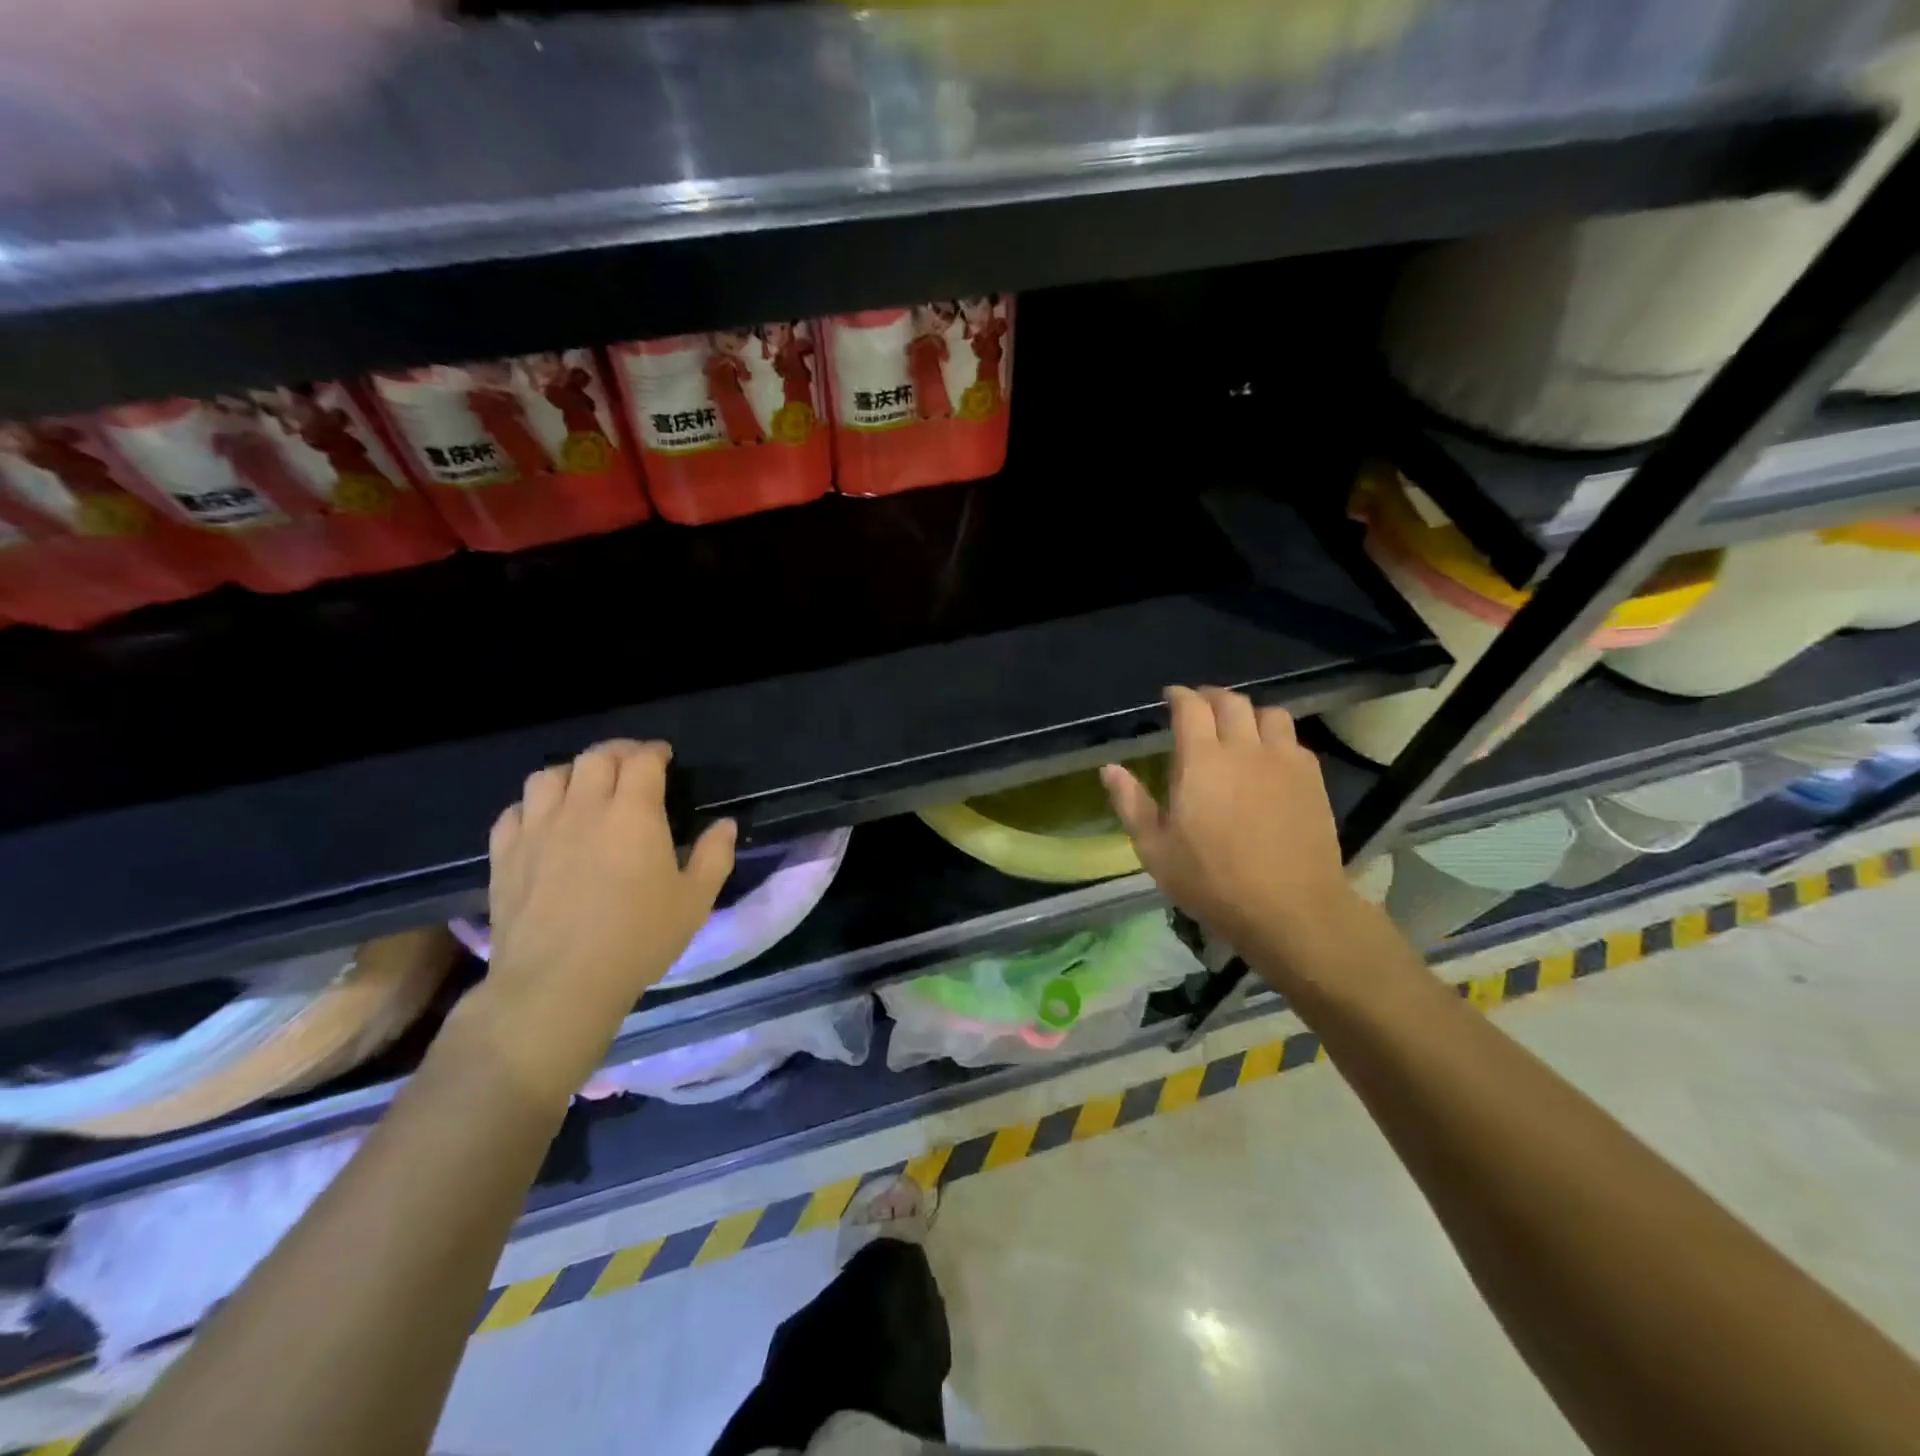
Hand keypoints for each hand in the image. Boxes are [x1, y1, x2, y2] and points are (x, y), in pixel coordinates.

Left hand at [458, 740, 735, 1104]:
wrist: (558, 984)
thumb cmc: (638, 940)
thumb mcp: (694, 901)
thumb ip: (714, 856)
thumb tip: (725, 825)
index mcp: (633, 814)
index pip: (641, 760)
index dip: (654, 751)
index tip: (664, 757)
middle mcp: (584, 808)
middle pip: (596, 757)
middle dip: (618, 752)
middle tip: (631, 766)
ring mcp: (538, 829)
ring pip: (549, 776)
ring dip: (573, 773)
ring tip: (585, 787)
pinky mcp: (505, 854)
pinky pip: (514, 810)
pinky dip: (533, 805)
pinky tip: (544, 822)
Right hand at [1102, 686, 1365, 978]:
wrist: (1290, 909)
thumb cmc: (1213, 881)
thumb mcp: (1156, 850)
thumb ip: (1132, 803)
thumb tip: (1109, 769)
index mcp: (1202, 761)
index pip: (1190, 708)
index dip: (1178, 696)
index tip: (1169, 697)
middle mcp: (1244, 749)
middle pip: (1231, 702)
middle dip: (1211, 696)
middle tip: (1198, 706)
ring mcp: (1283, 761)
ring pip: (1269, 714)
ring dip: (1248, 712)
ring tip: (1238, 727)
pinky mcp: (1312, 779)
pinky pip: (1293, 740)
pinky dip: (1275, 737)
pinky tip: (1268, 758)